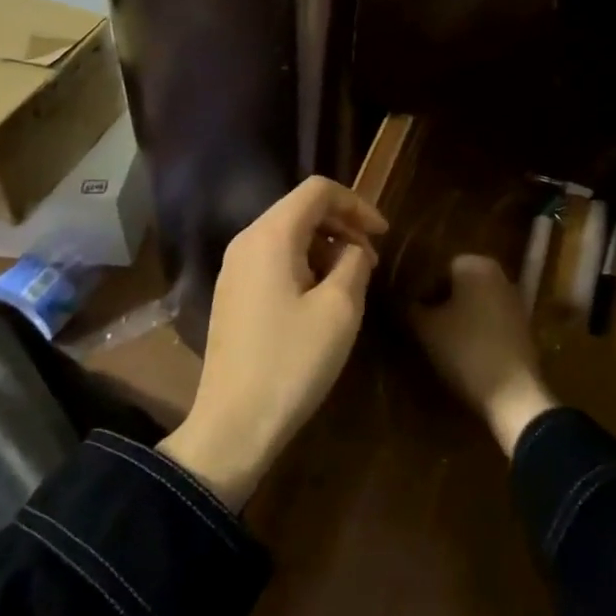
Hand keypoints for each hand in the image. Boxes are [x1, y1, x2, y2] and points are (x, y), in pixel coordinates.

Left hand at [159, 176, 387, 508]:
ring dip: (325, 247)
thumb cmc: (292, 361)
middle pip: (301, 209)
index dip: (357, 204)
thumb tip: (352, 249)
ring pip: (288, 235)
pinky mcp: (232, 294)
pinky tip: (321, 300)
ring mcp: (234, 268)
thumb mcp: (339, 308)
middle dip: (342, 226)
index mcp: (271, 235)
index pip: (318, 190)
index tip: (383, 235)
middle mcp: (246, 241)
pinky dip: (304, 265)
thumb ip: (353, 262)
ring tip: (351, 282)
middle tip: (371, 262)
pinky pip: (273, 260)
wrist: (233, 425)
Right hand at [408, 255, 557, 456]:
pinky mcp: (523, 326)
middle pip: (458, 285)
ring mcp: (515, 300)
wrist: (513, 393)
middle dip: (441, 303)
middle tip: (424, 328)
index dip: (421, 292)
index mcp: (475, 264)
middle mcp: (499, 274)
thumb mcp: (425, 328)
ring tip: (442, 343)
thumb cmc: (465, 349)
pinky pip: (490, 321)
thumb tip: (400, 300)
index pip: (438, 269)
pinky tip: (465, 353)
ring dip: (459, 318)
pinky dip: (477, 331)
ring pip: (475, 303)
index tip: (413, 315)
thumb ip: (410, 307)